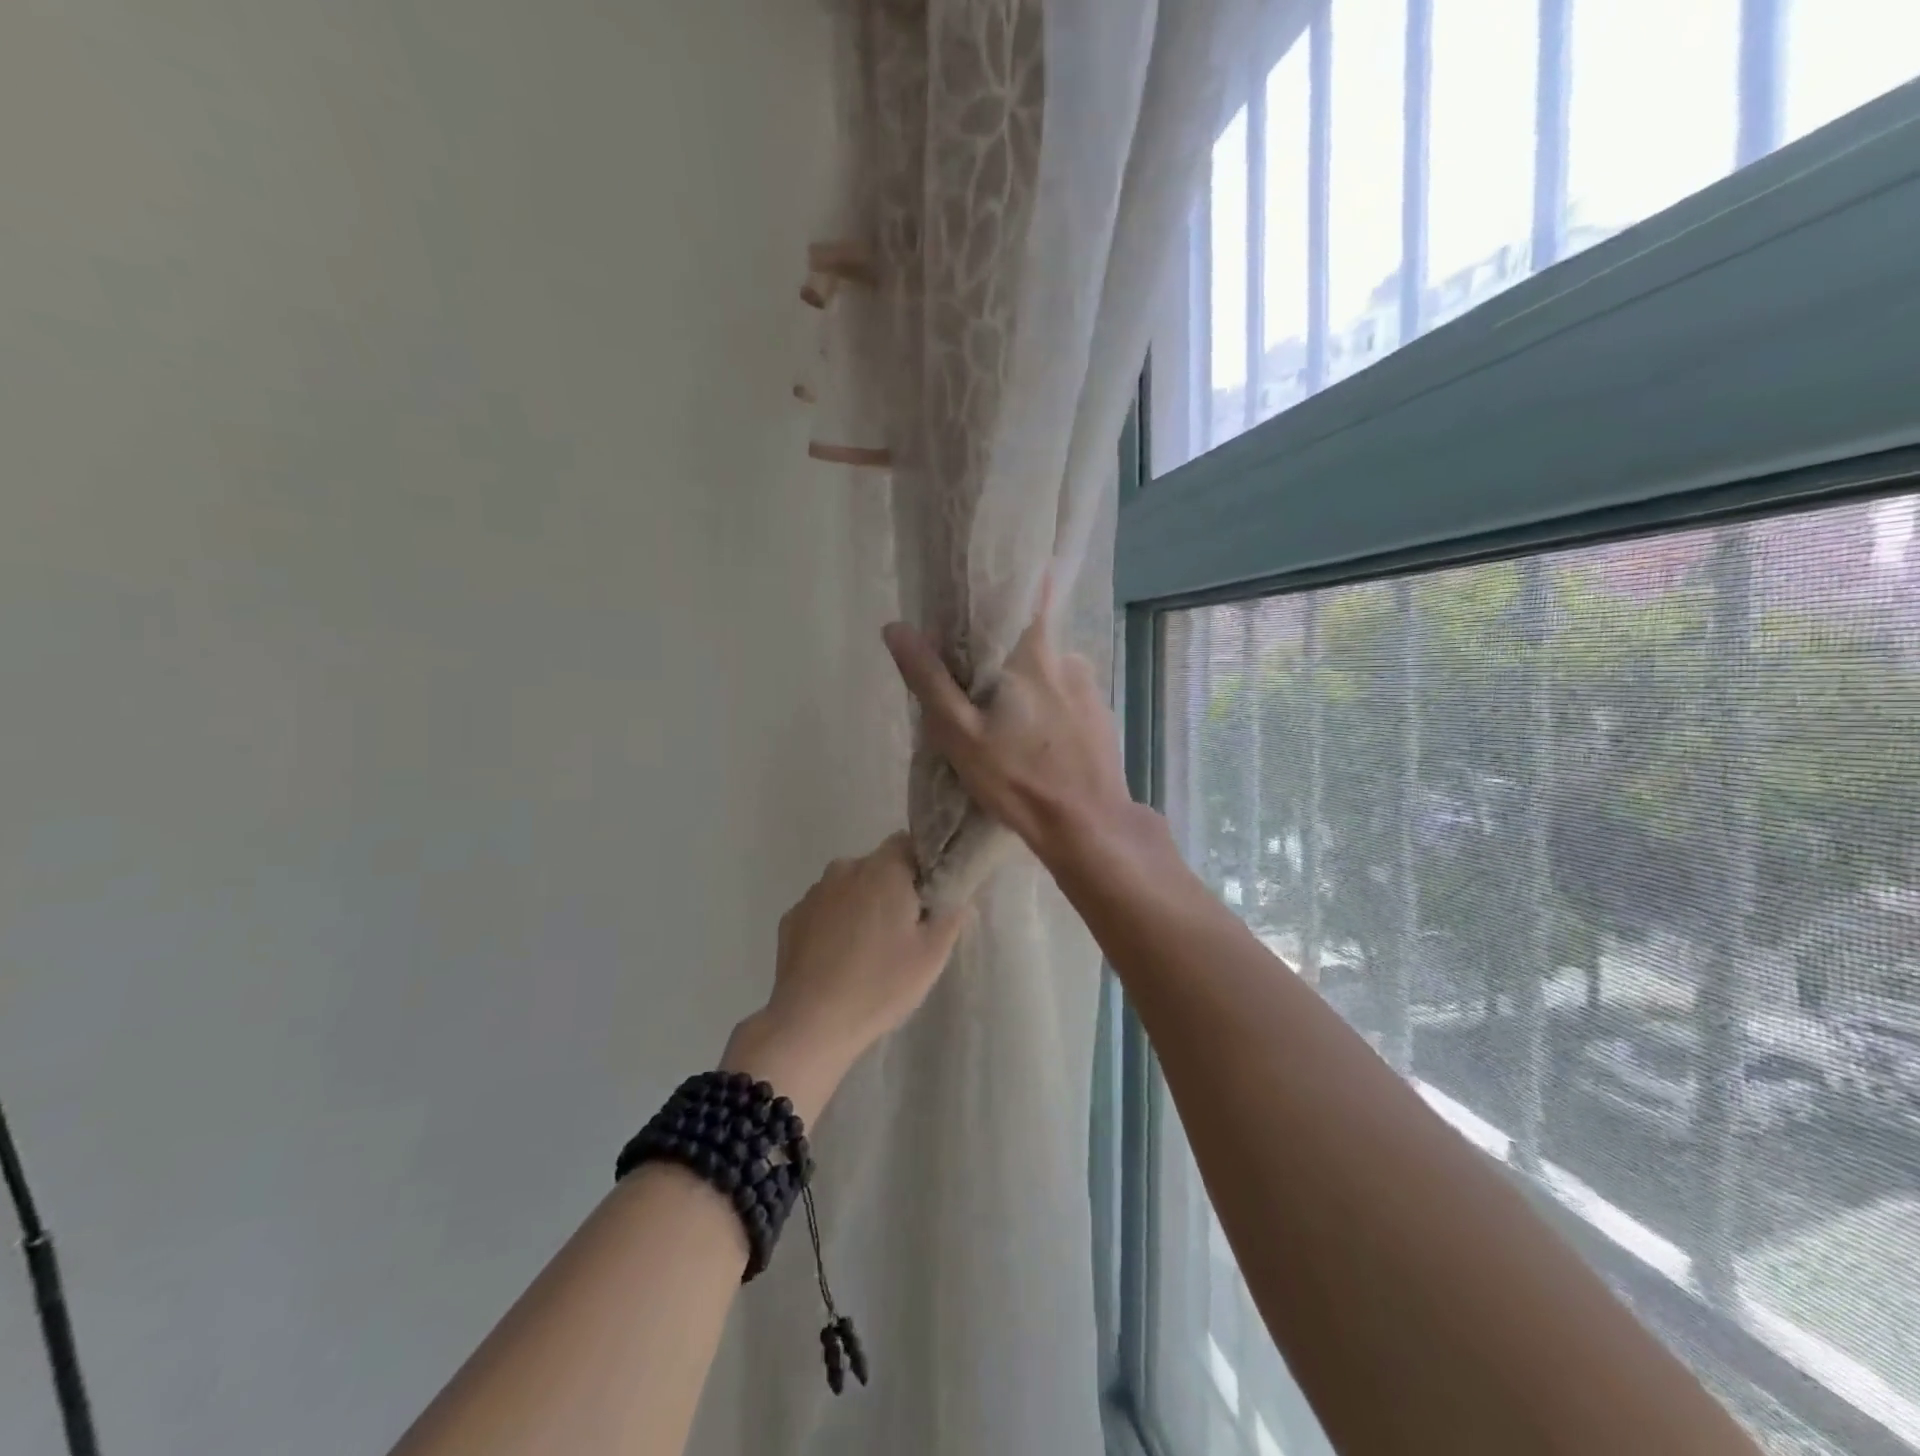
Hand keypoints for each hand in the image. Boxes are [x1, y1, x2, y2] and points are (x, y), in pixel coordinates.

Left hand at [723, 834, 969, 1122]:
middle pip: (878, 866)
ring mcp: (813, 893)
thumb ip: (950, 915)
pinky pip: (824, 910)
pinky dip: (834, 924)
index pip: (908, 842)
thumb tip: (955, 895)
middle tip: (906, 930)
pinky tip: (839, 960)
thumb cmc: (880, 984)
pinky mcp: (791, 918)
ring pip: (849, 887)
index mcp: (883, 869)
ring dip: (862, 906)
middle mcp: (845, 869)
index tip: (930, 896)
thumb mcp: (932, 955)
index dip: (923, 864)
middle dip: (893, 888)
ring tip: (870, 950)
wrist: (810, 1024)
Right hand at [882, 582, 1135, 874]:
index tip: (979, 604)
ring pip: (1048, 672)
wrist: (1089, 826)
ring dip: (1028, 686)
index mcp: (1034, 653)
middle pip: (1029, 640)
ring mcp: (1091, 688)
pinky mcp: (1102, 715)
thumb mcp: (960, 733)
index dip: (1004, 591)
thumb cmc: (1019, 779)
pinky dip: (1050, 709)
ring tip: (1009, 726)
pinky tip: (1039, 743)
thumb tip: (896, 628)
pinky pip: (1067, 697)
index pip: (1027, 595)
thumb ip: (929, 679)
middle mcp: (1068, 658)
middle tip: (980, 691)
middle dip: (1004, 656)